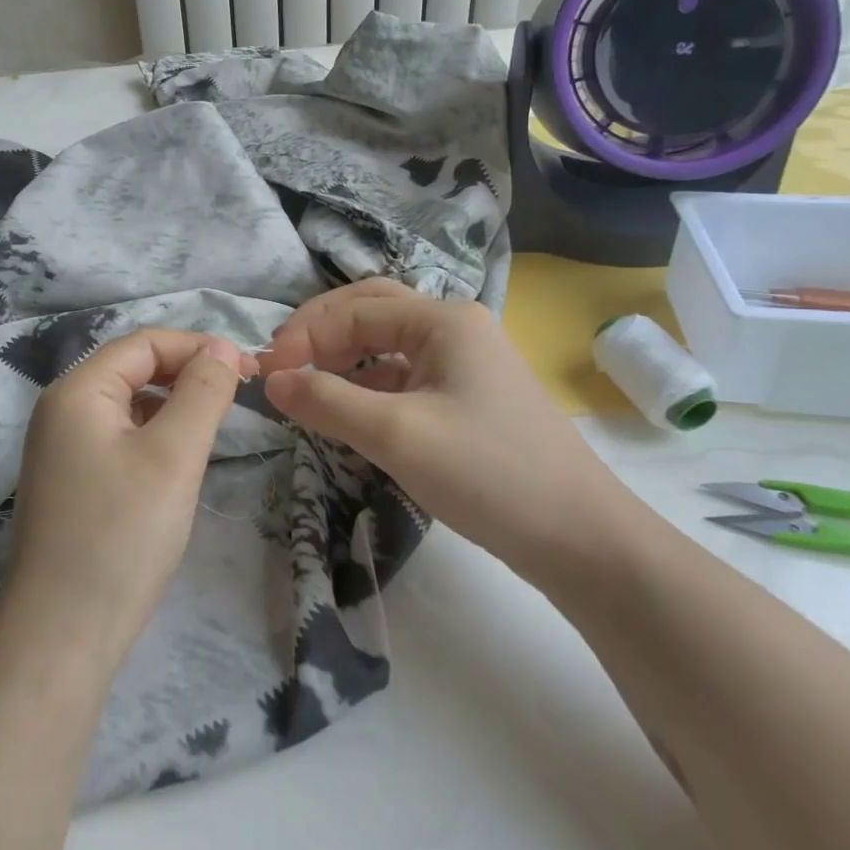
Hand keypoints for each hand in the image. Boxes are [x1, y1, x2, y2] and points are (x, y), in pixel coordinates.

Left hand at [4, 328, 254, 657]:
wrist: (61, 639)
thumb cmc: (121, 537)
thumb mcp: (173, 456)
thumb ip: (203, 392)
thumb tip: (223, 348)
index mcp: (77, 391)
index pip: (145, 343)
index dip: (199, 346)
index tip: (250, 370)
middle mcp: (61, 410)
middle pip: (134, 369)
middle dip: (188, 373)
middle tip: (240, 396)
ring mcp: (60, 449)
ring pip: (129, 405)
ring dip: (174, 405)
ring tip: (216, 426)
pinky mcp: (69, 483)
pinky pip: (119, 438)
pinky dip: (155, 435)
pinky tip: (178, 461)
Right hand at [260, 280, 639, 582]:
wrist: (582, 540)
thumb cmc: (488, 474)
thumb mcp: (397, 435)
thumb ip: (327, 401)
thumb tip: (271, 379)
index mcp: (444, 319)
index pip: (354, 310)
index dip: (305, 336)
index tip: (267, 374)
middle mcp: (456, 328)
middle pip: (372, 312)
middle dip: (322, 333)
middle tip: (283, 365)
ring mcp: (467, 363)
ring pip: (388, 345)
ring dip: (344, 359)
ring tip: (309, 388)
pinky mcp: (469, 398)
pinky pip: (406, 376)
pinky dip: (370, 386)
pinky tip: (352, 413)